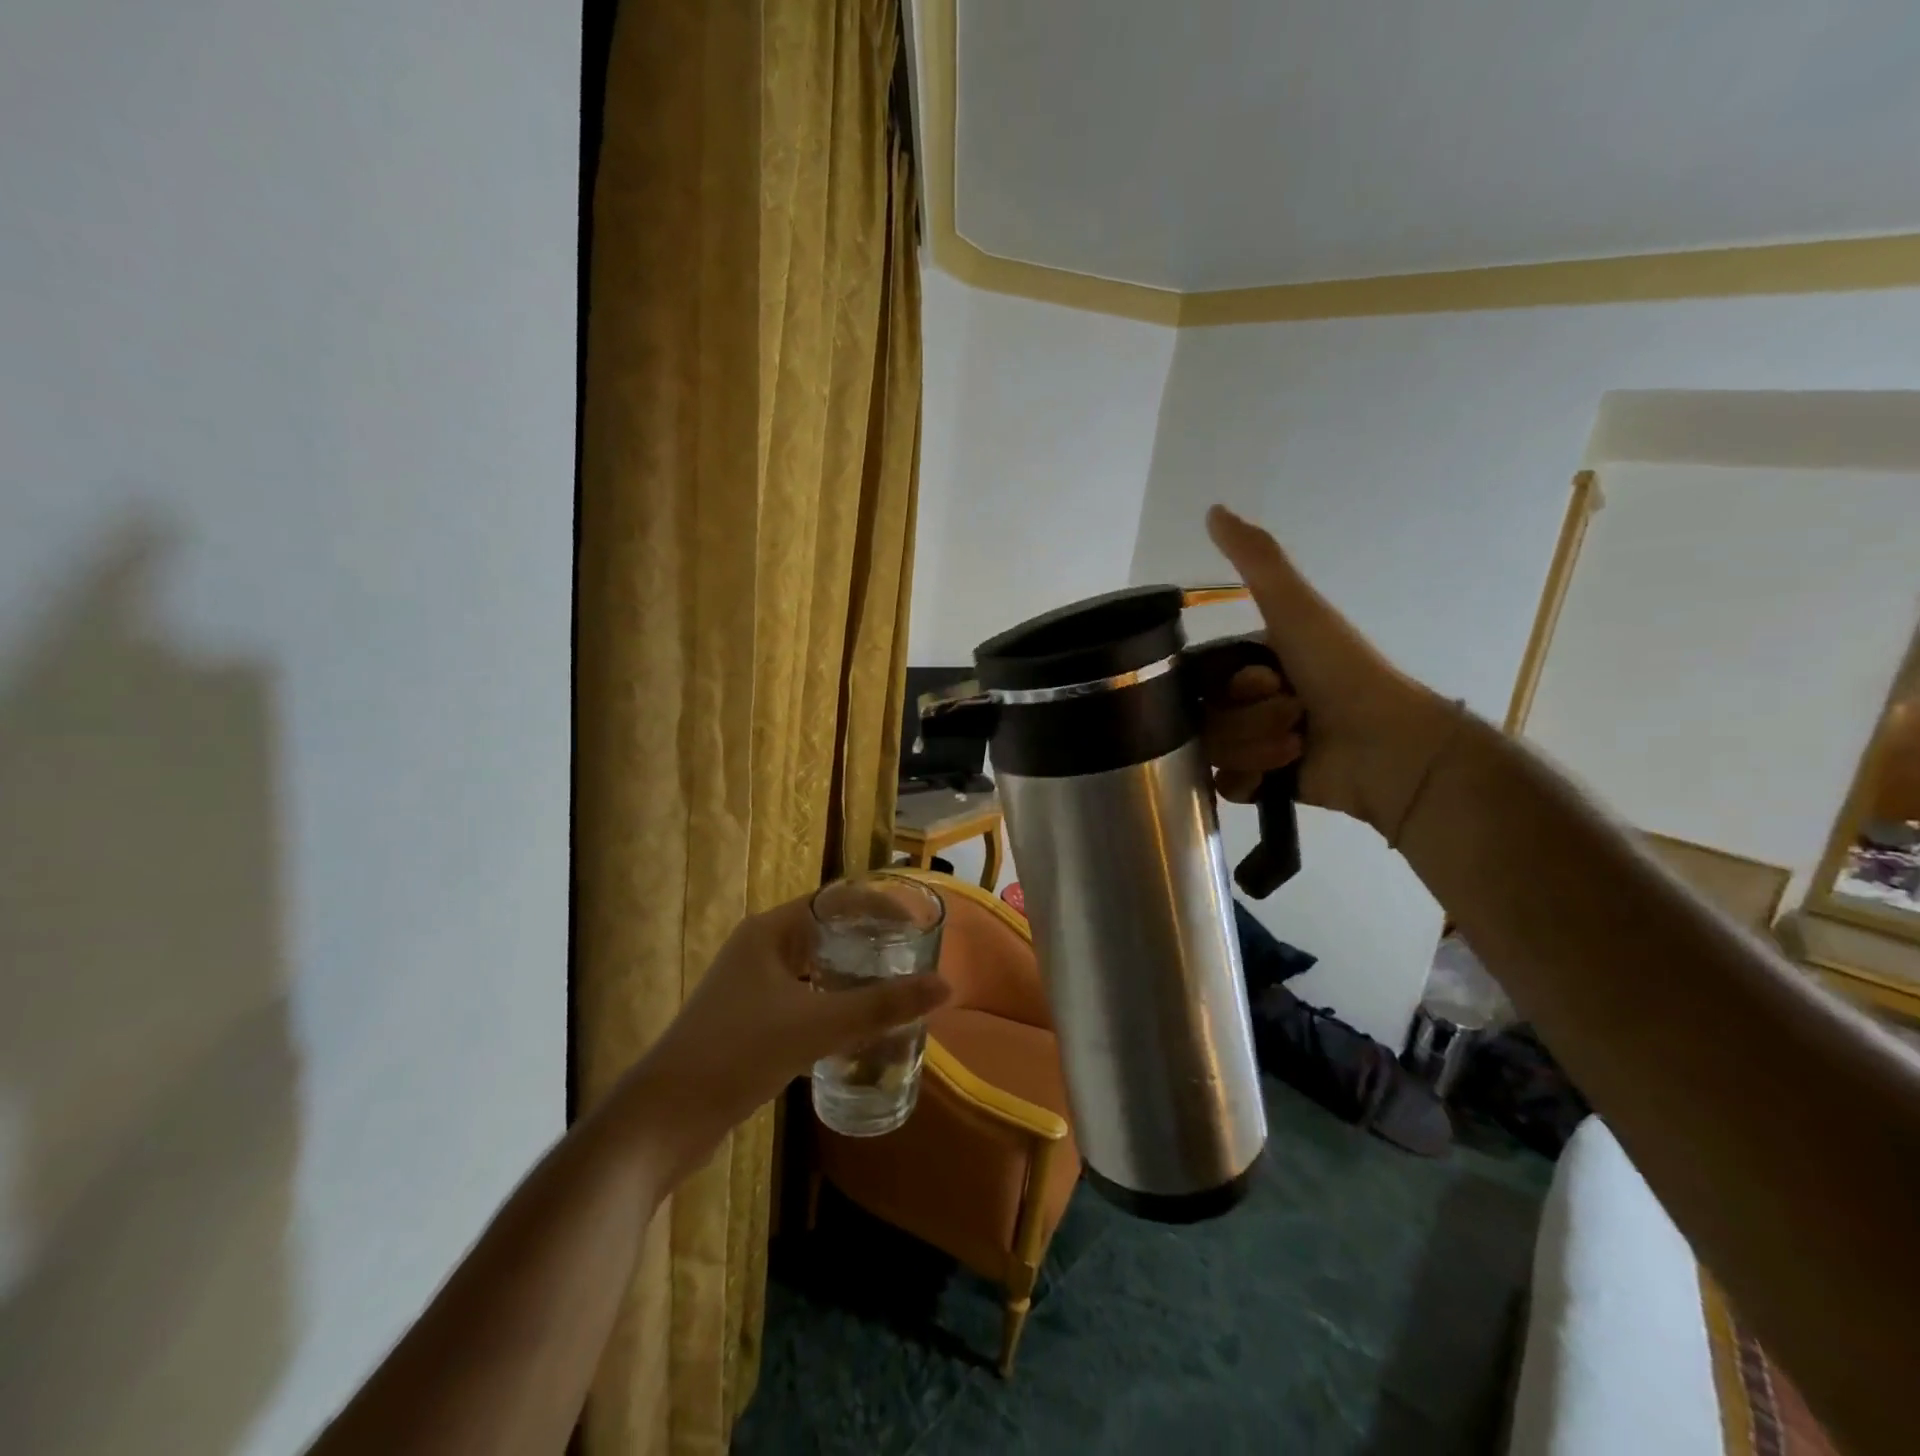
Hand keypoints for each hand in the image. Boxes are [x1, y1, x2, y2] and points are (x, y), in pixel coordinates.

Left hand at [614, 895, 950, 1175]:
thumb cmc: (737, 1053)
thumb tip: (945, 986)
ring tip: (897, 990)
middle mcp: (761, 949)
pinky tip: (860, 1029)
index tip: (917, 922)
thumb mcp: (816, 1026)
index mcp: (771, 932)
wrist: (663, 1119)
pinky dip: (835, 1006)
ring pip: (817, 969)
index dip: (878, 905)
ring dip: (854, 977)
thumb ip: (881, 1006)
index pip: (836, 900)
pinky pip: (805, 999)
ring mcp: (753, 987)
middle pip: (828, 932)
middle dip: (871, 943)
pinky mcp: (751, 1021)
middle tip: (915, 958)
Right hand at [1202, 505, 1452, 834]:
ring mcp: (1251, 743)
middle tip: (1293, 717)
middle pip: (1202, 718)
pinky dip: (1247, 780)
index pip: (1197, 679)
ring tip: (1297, 746)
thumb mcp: (1297, 609)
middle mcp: (1245, 701)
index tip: (1260, 683)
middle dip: (1245, 722)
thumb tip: (1213, 509)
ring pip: (1212, 752)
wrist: (1388, 746)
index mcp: (1249, 663)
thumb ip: (1257, 560)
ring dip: (1254, 749)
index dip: (1222, 686)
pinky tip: (1273, 777)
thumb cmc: (1341, 673)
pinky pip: (1222, 784)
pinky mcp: (1261, 783)